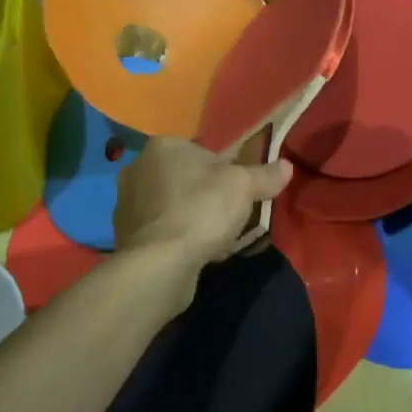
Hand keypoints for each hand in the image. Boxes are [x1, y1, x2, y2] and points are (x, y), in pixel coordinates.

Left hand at [113, 137, 292, 282]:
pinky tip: (196, 253)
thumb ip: (265, 174)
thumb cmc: (202, 210)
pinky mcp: (125, 237)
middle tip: (231, 214)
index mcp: (162, 146)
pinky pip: (162, 230)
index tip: (240, 191)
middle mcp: (137, 168)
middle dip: (206, 194)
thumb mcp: (244, 186)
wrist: (160, 264)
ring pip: (173, 205)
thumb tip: (286, 166)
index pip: (201, 151)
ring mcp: (127, 204)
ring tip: (216, 238)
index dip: (226, 170)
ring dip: (192, 217)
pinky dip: (178, 238)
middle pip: (185, 178)